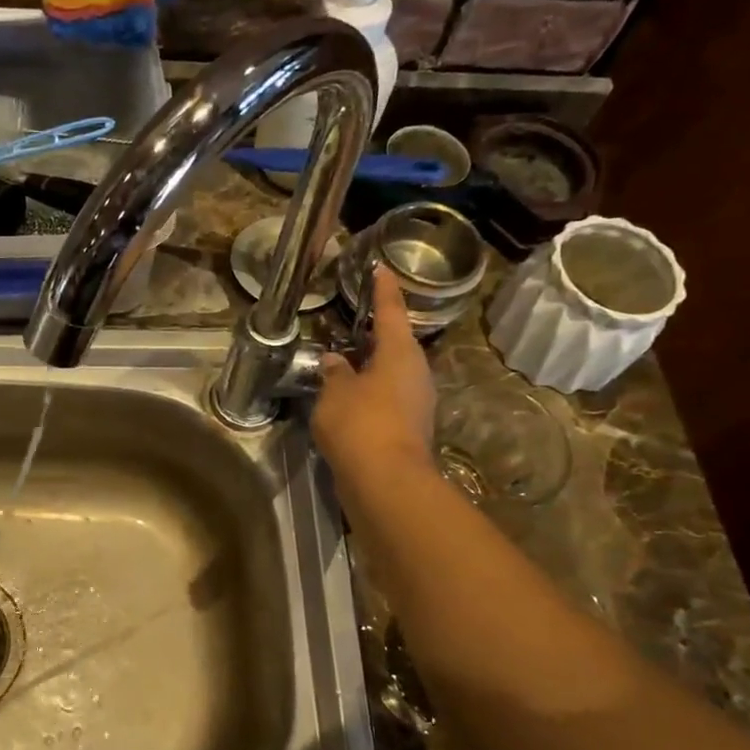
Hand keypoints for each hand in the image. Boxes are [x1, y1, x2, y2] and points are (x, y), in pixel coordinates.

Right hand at [313, 264, 437, 475]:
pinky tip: (346, 398)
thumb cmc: (360, 424)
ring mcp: (415, 402)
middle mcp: (415, 373)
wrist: (386, 482)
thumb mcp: (335, 392)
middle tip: (354, 320)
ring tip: (342, 361)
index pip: (390, 311)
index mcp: (400, 353)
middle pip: (395, 344)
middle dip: (375, 333)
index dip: (384, 289)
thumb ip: (334, 372)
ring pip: (390, 374)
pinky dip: (368, 393)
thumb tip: (335, 361)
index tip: (382, 268)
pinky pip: (386, 398)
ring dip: (369, 366)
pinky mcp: (408, 428)